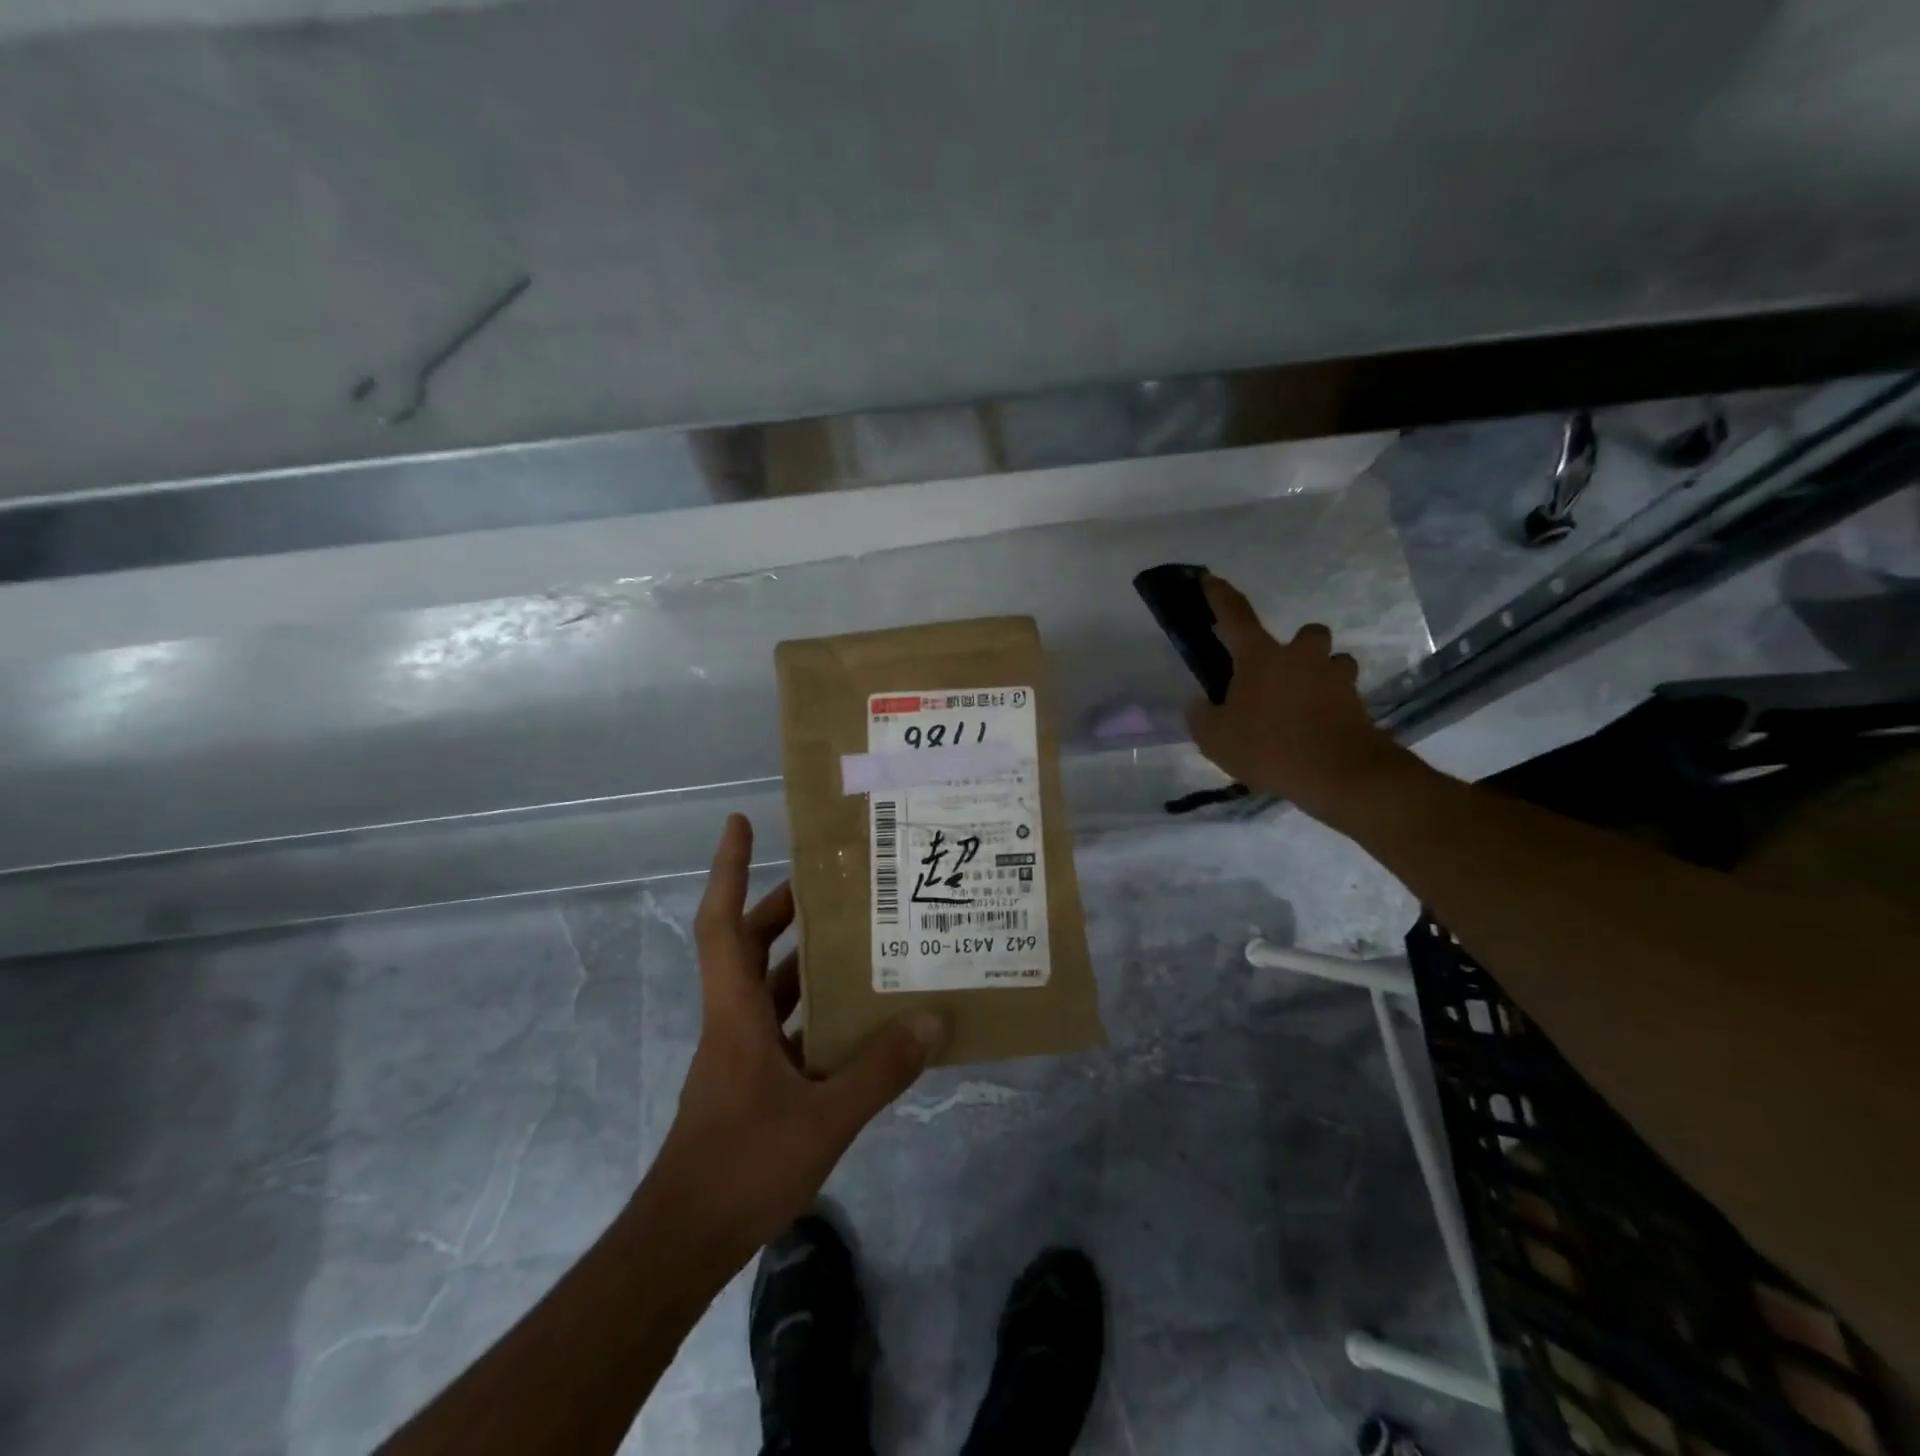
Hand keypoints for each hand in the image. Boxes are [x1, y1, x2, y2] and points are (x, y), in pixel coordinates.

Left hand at [644, 815, 946, 1265]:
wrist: (685, 1242)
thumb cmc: (743, 1163)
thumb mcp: (825, 1116)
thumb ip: (881, 1068)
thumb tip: (932, 1018)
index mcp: (735, 1011)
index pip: (721, 923)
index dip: (727, 869)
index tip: (740, 823)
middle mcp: (733, 1020)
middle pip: (748, 946)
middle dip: (782, 908)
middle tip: (832, 884)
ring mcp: (740, 1054)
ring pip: (769, 988)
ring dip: (804, 961)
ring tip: (858, 942)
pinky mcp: (753, 1084)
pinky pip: (786, 1029)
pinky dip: (816, 1014)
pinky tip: (859, 1023)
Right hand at [1185, 574, 1412, 826]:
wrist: (1339, 773)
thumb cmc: (1269, 747)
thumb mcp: (1215, 739)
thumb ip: (1202, 716)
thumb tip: (1199, 703)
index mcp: (1260, 657)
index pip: (1235, 615)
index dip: (1218, 595)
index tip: (1208, 578)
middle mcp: (1301, 656)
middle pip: (1305, 634)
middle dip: (1296, 647)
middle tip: (1279, 676)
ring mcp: (1334, 677)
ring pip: (1331, 662)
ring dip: (1319, 675)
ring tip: (1303, 705)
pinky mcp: (1358, 702)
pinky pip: (1342, 695)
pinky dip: (1331, 706)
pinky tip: (1317, 731)